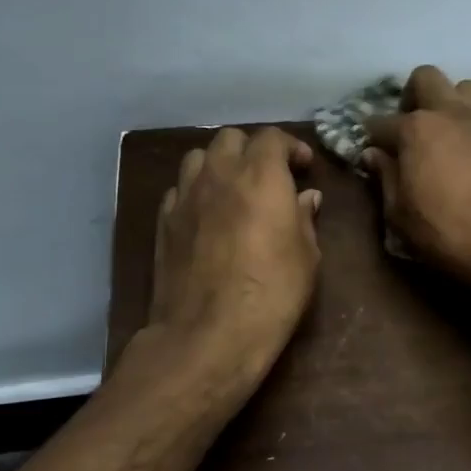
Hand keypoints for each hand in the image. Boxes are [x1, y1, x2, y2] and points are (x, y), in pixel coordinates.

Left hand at [149, 126, 322, 375]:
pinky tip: (206, 215)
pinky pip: (179, 190)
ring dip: (219, 165)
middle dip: (252, 150)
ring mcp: (185, 196)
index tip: (303, 167)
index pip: (272, 137)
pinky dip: (195, 192)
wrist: (209, 333)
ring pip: (198, 157)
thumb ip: (305, 218)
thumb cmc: (272, 293)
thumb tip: (305, 198)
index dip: (290, 147)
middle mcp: (219, 174)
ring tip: (233, 189)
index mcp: (261, 175)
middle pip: (231, 139)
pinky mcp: (163, 222)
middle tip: (269, 176)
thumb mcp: (307, 257)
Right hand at [361, 65, 470, 293]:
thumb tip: (374, 155)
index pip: (381, 122)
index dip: (373, 137)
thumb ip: (386, 178)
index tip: (373, 151)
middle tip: (412, 126)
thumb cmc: (449, 234)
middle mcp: (453, 113)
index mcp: (417, 129)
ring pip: (467, 89)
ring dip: (453, 104)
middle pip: (427, 77)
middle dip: (413, 95)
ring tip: (451, 134)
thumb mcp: (401, 216)